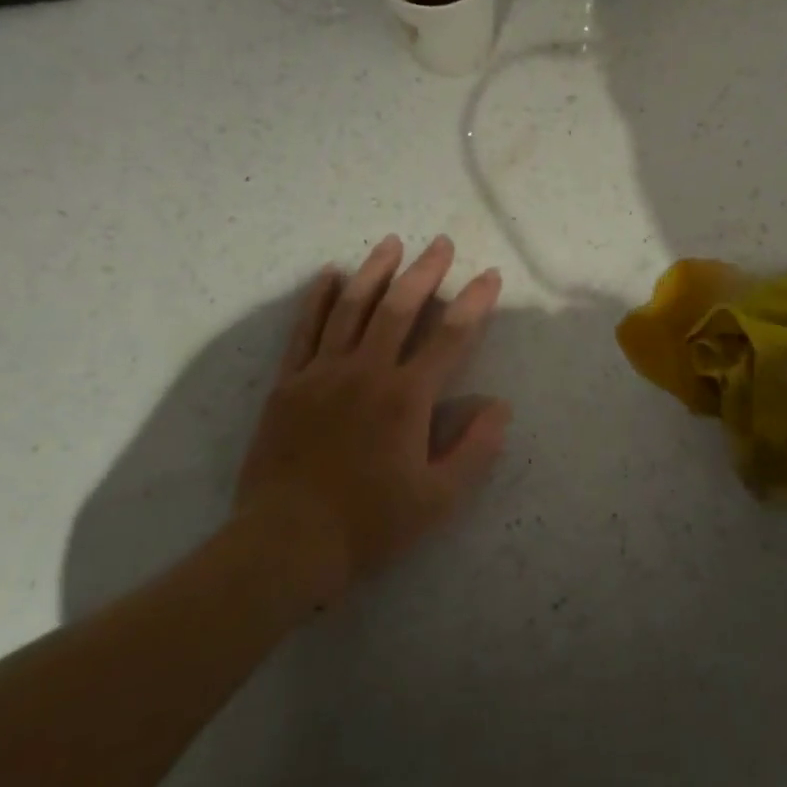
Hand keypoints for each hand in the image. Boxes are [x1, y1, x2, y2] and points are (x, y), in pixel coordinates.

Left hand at [230, 235, 510, 618]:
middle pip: (399, 308)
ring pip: (351, 308)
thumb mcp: (438, 499)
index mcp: (407, 398)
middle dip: (425, 272)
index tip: (488, 276)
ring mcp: (321, 373)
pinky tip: (328, 274)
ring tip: (391, 243)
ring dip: (374, 272)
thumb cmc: (369, 524)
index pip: (450, 337)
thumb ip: (475, 449)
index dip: (474, 303)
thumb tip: (500, 406)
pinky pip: (304, 329)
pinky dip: (317, 298)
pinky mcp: (288, 383)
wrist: (286, 542)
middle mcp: (366, 372)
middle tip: (441, 243)